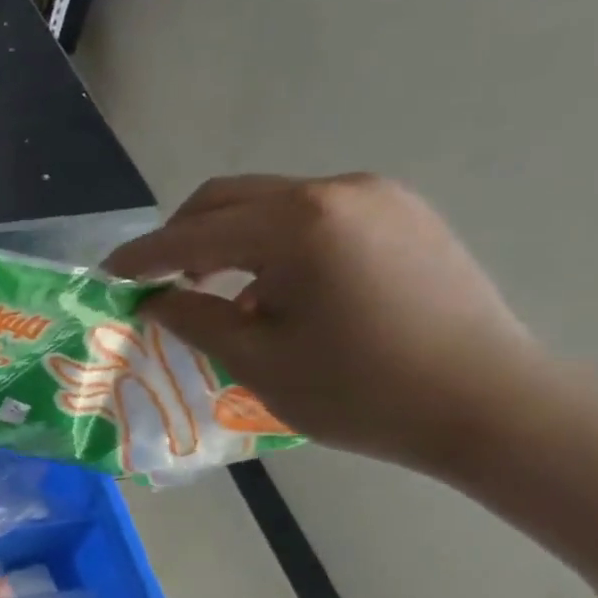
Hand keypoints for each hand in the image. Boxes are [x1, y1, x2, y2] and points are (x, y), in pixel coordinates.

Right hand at [104, 174, 542, 468]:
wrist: (491, 405)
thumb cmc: (360, 390)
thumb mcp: (257, 360)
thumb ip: (194, 319)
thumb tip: (153, 300)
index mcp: (298, 225)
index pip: (194, 234)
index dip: (143, 256)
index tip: (106, 274)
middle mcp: (337, 192)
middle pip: (229, 199)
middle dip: (182, 237)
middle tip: (157, 282)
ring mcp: (378, 199)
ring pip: (270, 205)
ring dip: (228, 240)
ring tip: (214, 291)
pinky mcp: (404, 216)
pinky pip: (313, 216)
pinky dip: (273, 243)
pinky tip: (272, 290)